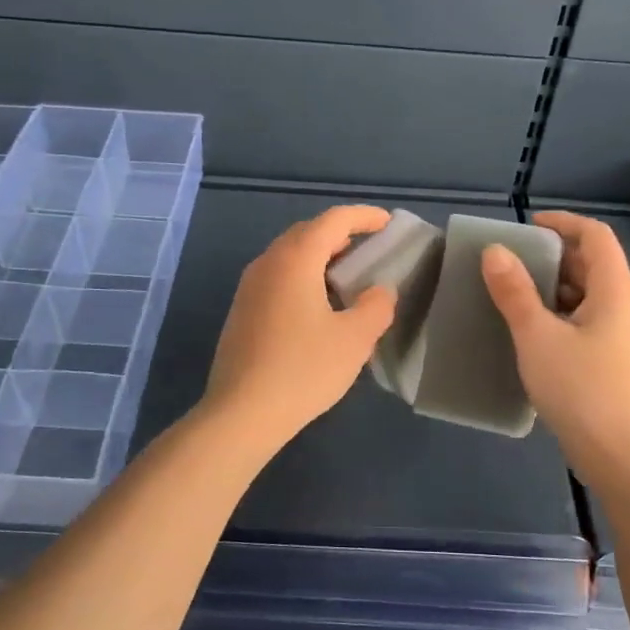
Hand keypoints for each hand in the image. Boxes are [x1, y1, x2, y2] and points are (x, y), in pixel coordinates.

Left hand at [203, 205, 397, 448]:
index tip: (387, 222)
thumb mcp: (354, 339)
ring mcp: (249, 287)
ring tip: (347, 277)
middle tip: (369, 248)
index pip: (333, 221)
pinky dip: (303, 276)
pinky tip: (318, 306)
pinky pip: (278, 277)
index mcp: (295, 259)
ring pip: (289, 255)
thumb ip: (376, 306)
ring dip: (320, 257)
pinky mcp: (241, 311)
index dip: (363, 217)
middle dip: (340, 234)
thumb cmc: (303, 369)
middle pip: (307, 233)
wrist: (241, 413)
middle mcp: (267, 263)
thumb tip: (380, 292)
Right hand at [481, 212, 629, 473]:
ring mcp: (627, 336)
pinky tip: (536, 333)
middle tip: (513, 262)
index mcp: (616, 291)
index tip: (527, 226)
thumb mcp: (538, 336)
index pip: (596, 236)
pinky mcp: (619, 361)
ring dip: (556, 286)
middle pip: (595, 263)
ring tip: (517, 295)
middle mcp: (628, 306)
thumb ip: (515, 291)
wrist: (622, 458)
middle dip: (554, 255)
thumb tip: (495, 251)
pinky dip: (563, 313)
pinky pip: (591, 320)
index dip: (564, 223)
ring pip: (592, 294)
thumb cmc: (581, 389)